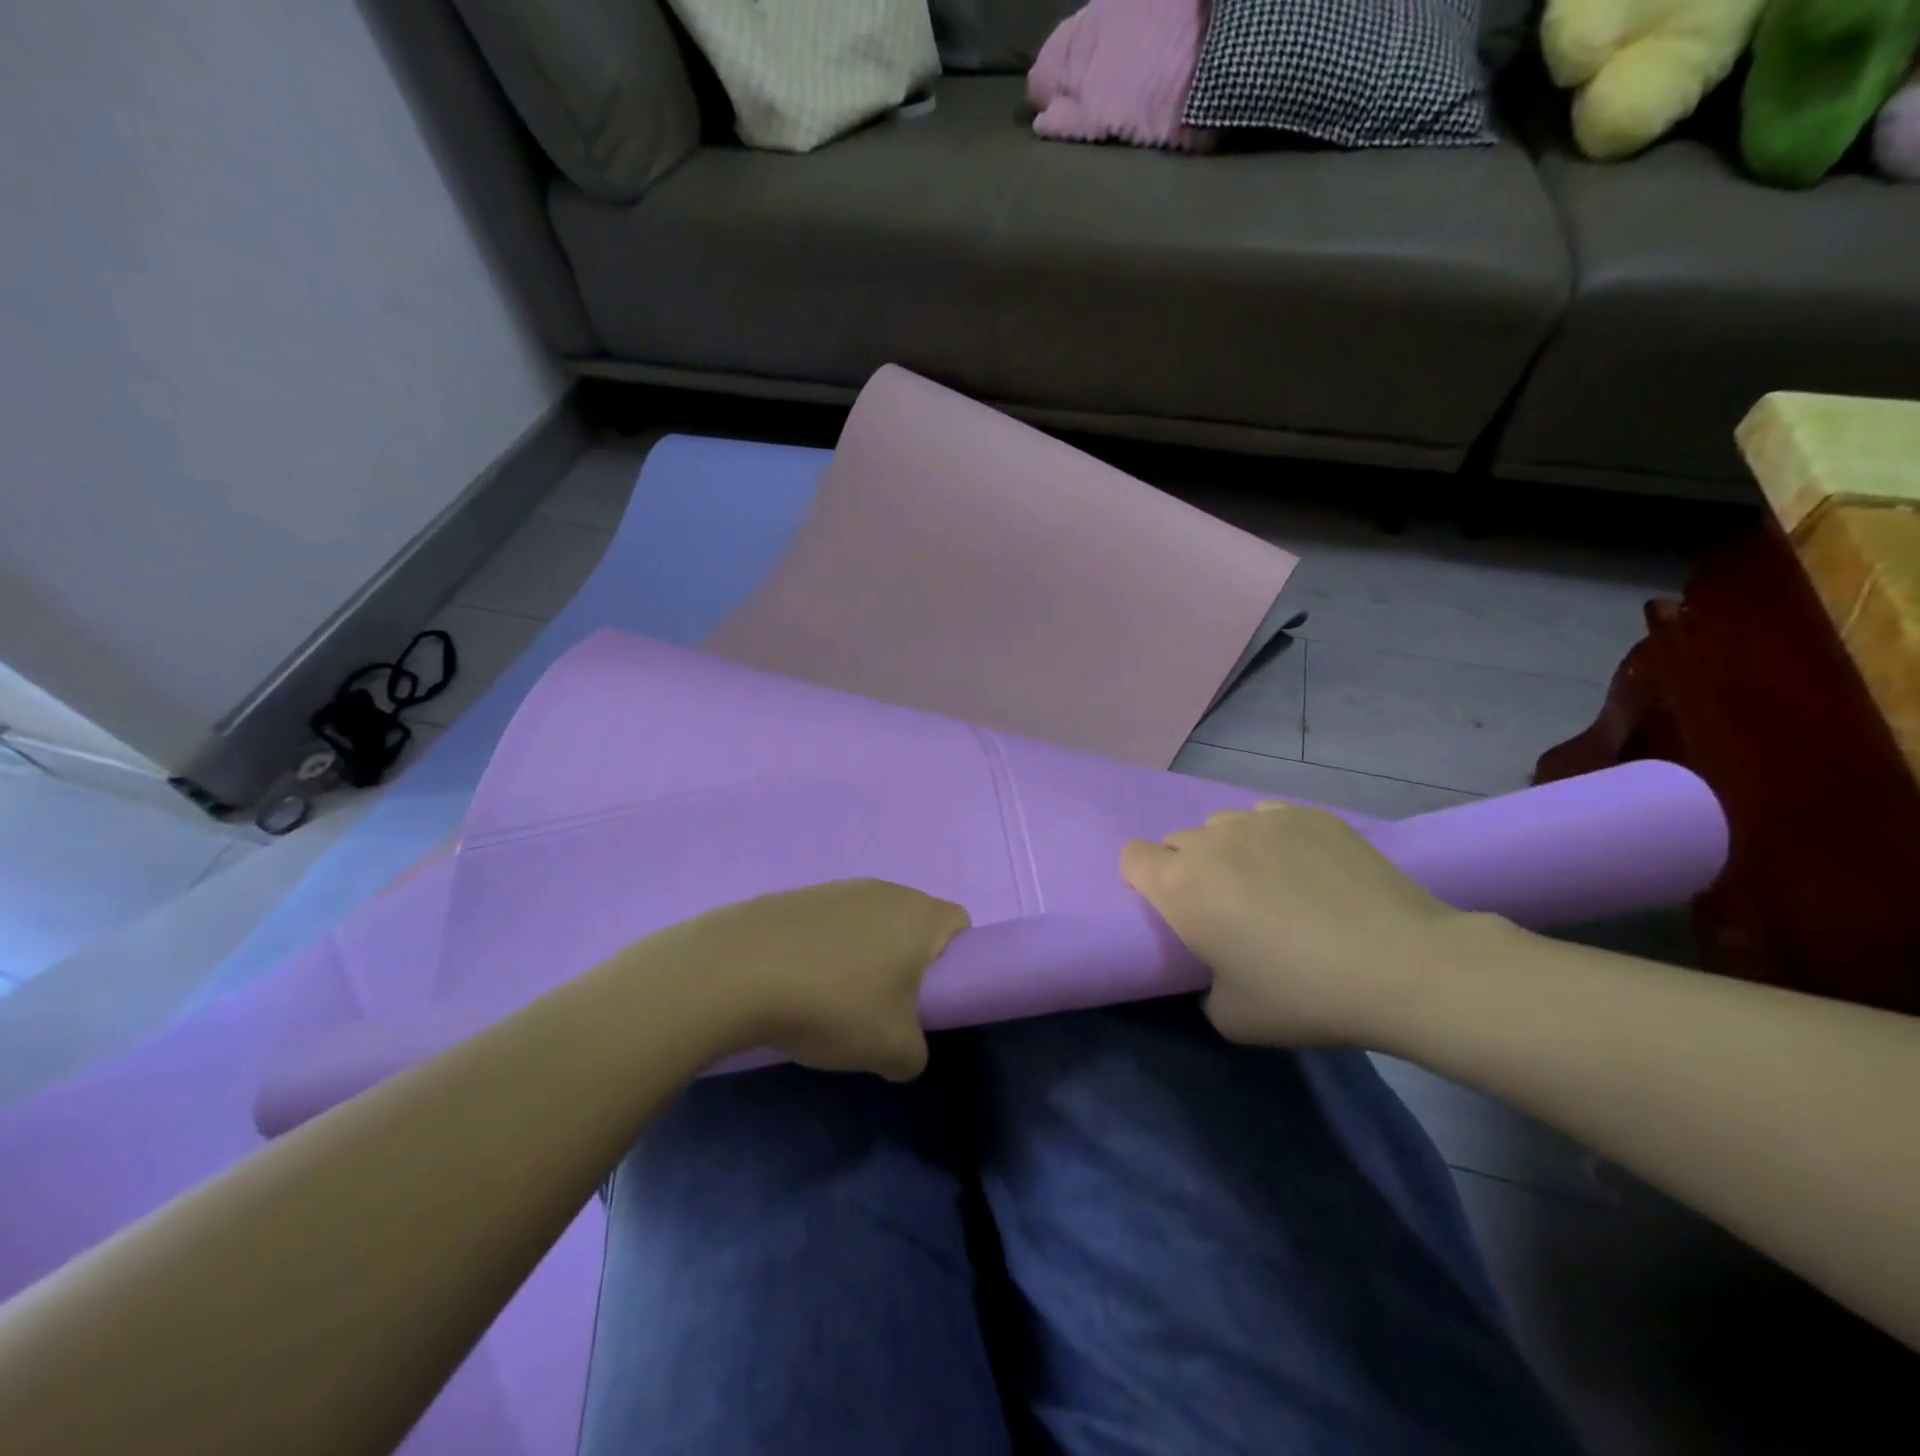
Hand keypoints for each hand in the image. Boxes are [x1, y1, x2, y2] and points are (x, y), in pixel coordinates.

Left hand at [667, 879, 969, 1080]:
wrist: (736, 972)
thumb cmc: (833, 1004)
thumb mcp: (891, 1050)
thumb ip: (915, 1055)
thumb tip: (906, 1052)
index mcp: (919, 915)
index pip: (960, 924)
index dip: (958, 960)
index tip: (933, 996)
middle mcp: (884, 890)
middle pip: (913, 922)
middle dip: (908, 962)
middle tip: (887, 1006)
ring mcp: (836, 888)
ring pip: (869, 923)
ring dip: (864, 957)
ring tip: (835, 1000)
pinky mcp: (796, 897)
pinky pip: (829, 924)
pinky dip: (825, 951)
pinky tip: (798, 985)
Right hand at [1121, 802, 1459, 1045]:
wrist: (1404, 966)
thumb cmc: (1305, 995)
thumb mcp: (1230, 1018)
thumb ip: (1199, 985)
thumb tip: (1211, 967)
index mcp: (1180, 885)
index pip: (1132, 856)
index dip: (1143, 881)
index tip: (1172, 910)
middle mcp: (1211, 841)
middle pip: (1178, 841)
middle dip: (1188, 869)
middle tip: (1226, 908)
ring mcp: (1261, 820)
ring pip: (1223, 826)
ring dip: (1229, 852)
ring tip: (1271, 886)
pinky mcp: (1307, 814)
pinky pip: (1268, 818)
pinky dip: (1273, 840)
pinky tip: (1309, 871)